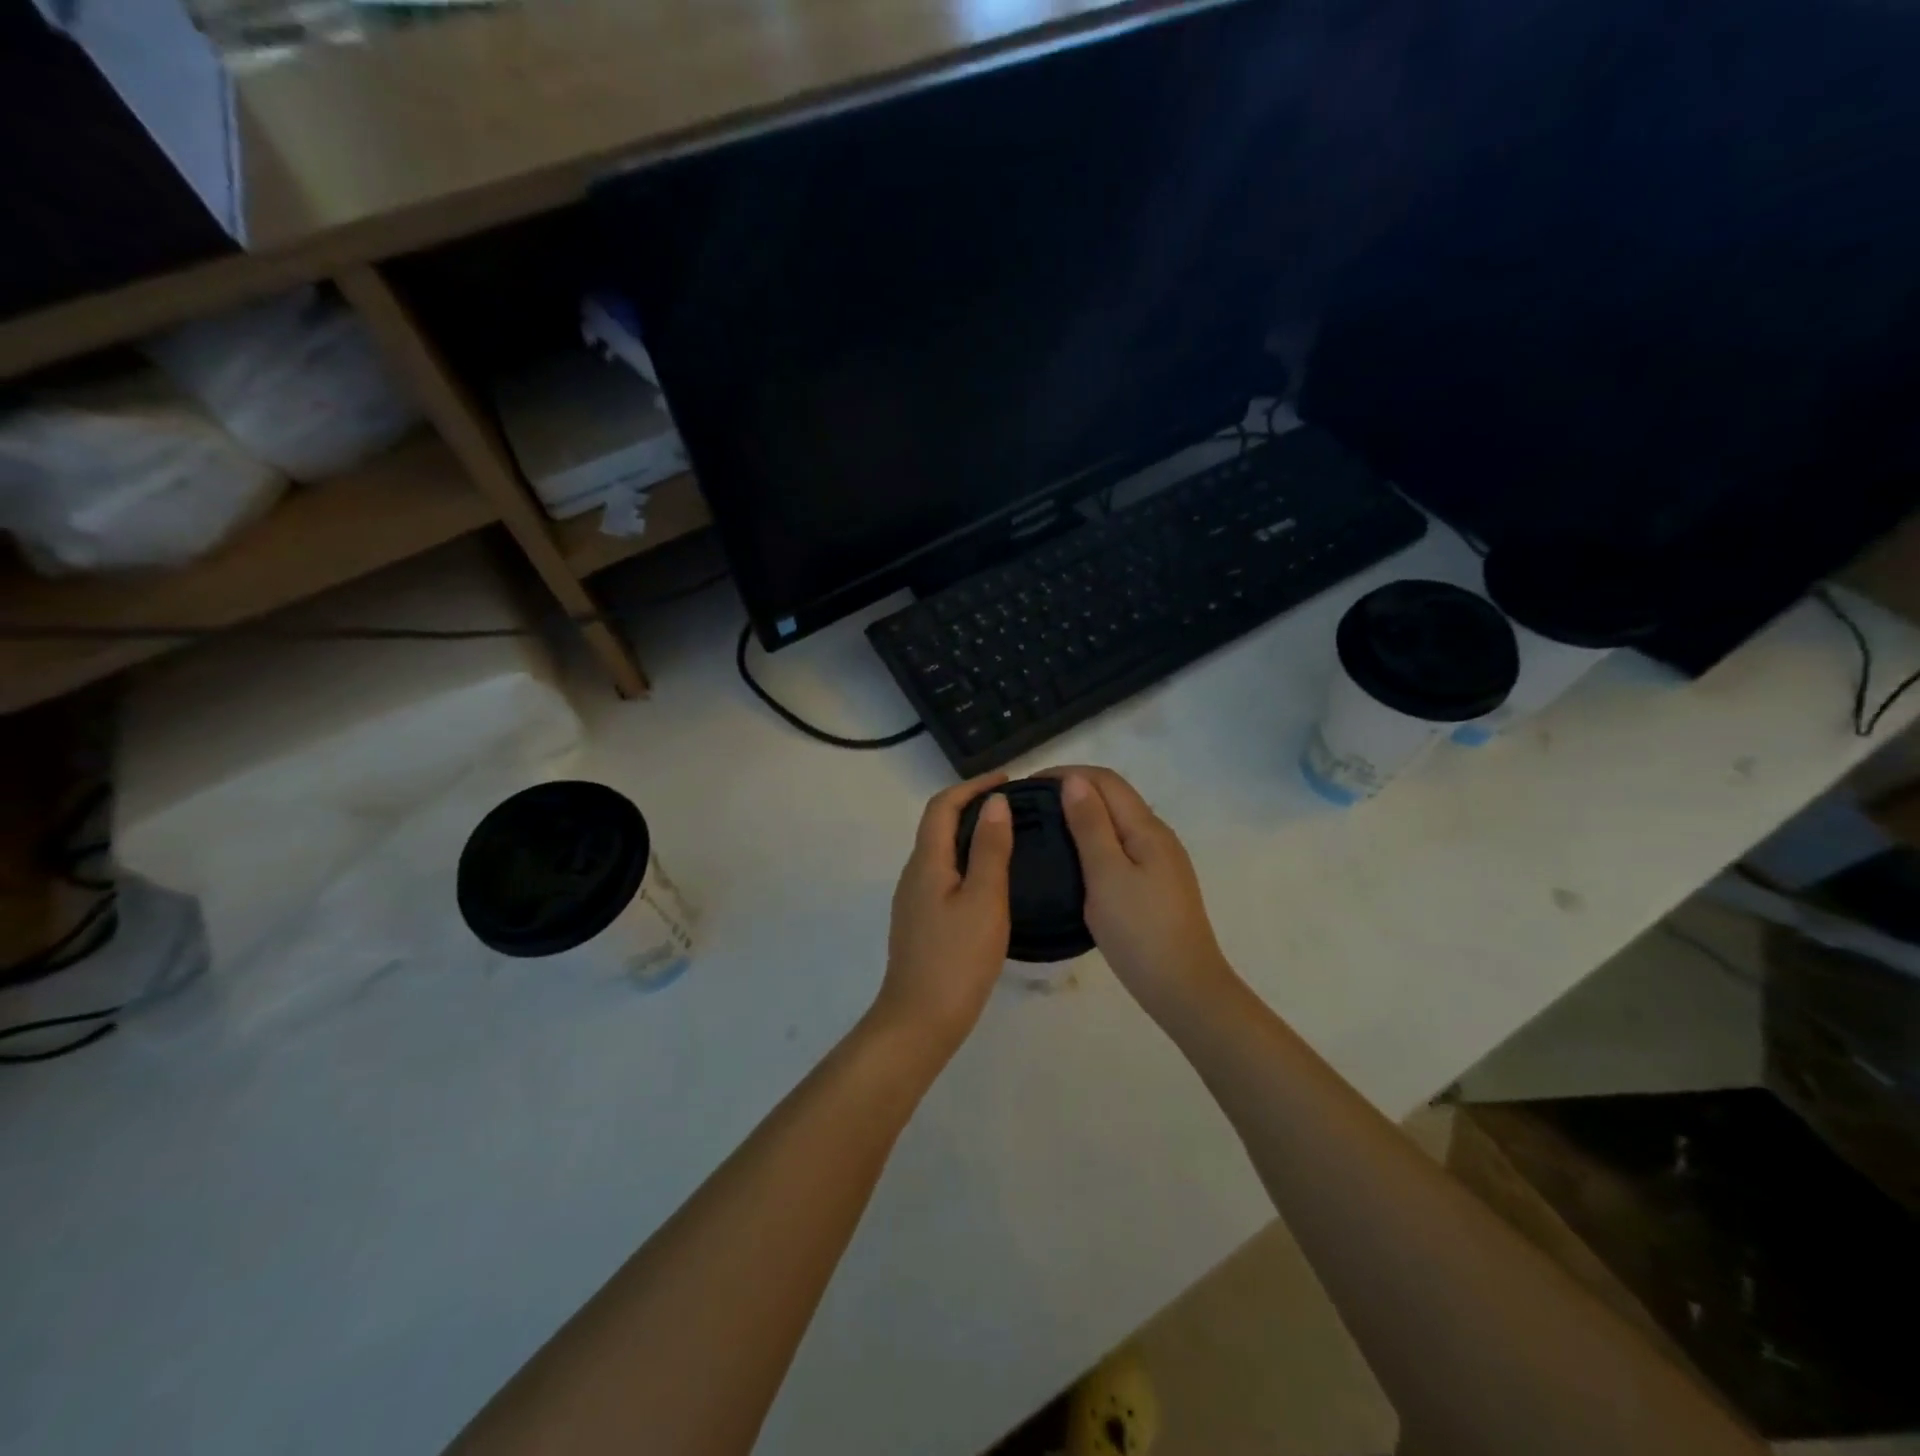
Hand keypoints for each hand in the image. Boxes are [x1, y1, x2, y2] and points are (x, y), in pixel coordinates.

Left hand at [872, 772, 1015, 1055]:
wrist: (919, 1020)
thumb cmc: (957, 959)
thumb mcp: (984, 900)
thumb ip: (991, 849)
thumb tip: (995, 802)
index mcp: (927, 862)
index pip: (943, 806)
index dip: (972, 786)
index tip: (1007, 779)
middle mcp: (914, 873)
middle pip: (938, 824)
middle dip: (972, 805)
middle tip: (1014, 806)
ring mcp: (913, 899)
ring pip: (941, 851)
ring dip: (970, 834)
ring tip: (1008, 836)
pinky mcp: (920, 921)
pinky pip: (943, 874)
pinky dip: (967, 861)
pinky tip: (991, 879)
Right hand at [1040, 766, 1236, 1018]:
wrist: (1183, 987)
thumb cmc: (1139, 930)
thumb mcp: (1106, 874)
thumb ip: (1090, 825)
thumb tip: (1073, 780)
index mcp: (1146, 828)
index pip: (1106, 780)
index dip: (1067, 773)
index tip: (1028, 784)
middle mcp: (1157, 836)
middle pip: (1113, 796)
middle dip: (1073, 789)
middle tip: (1030, 806)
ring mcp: (1159, 861)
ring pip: (1117, 821)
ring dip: (1083, 814)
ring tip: (1045, 827)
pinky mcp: (1155, 883)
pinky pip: (1120, 845)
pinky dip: (1093, 838)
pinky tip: (1074, 857)